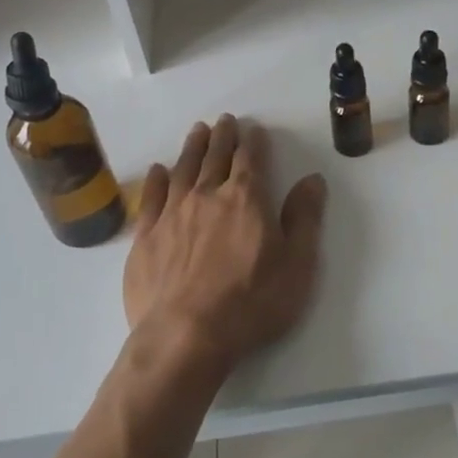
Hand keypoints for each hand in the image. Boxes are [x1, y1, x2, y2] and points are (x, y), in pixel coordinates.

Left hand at [123, 115, 327, 378]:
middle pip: (215, 157)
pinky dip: (156, 180)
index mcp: (247, 199)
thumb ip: (304, 218)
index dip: (253, 142)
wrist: (186, 336)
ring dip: (192, 148)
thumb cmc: (252, 302)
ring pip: (183, 170)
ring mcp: (172, 214)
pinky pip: (151, 198)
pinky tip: (158, 170)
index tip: (252, 129)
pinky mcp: (145, 237)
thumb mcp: (297, 264)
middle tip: (223, 121)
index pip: (251, 159)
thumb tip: (312, 179)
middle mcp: (207, 196)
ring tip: (197, 132)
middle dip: (222, 137)